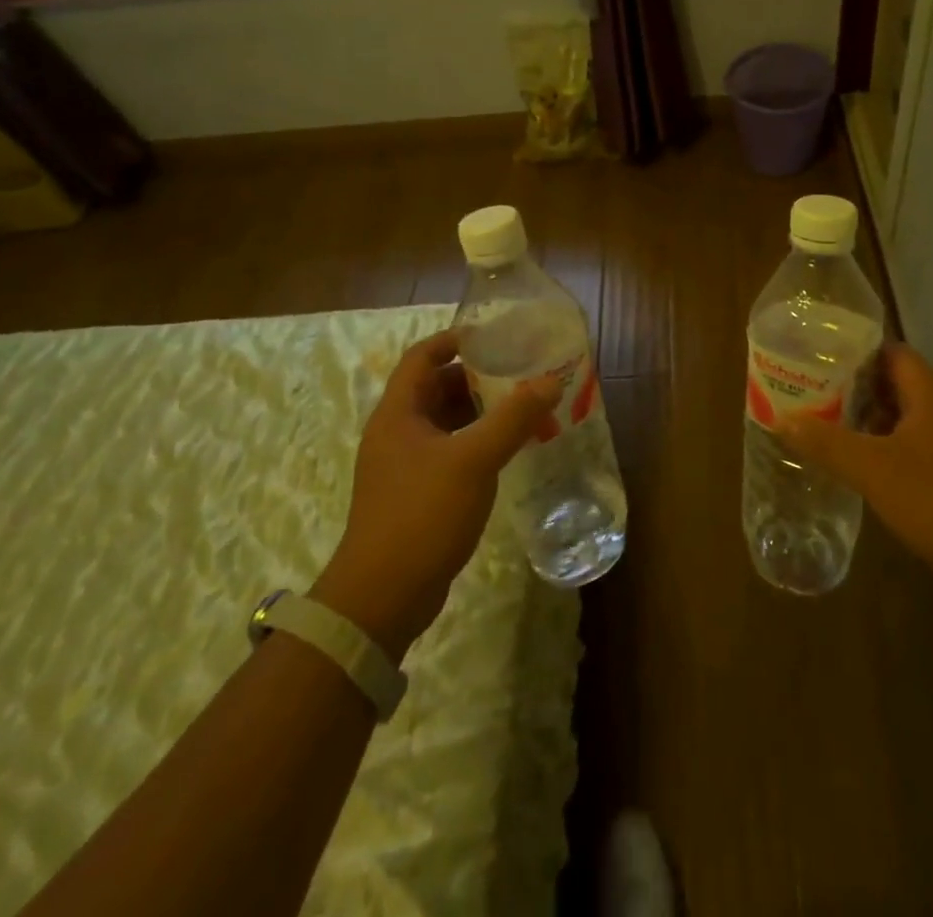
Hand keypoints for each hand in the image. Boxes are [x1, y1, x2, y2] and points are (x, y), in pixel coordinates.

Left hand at [311, 330, 560, 659]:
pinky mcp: (416, 494)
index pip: (422, 357)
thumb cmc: (422, 514)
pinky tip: (507, 449)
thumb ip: (512, 418)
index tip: (493, 335)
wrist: (382, 597)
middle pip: (436, 388)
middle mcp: (397, 432)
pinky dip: (476, 442)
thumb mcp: (472, 460)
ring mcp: (404, 465)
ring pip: (445, 422)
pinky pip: (449, 452)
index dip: (454, 339)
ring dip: (479, 411)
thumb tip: (549, 381)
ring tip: (522, 406)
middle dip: (477, 376)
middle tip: (520, 371)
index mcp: (398, 413)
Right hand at [771, 343, 932, 605]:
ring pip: (902, 420)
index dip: (857, 349)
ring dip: (867, 421)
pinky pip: (911, 451)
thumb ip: (825, 442)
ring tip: (823, 424)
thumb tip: (780, 418)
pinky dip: (882, 451)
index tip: (819, 354)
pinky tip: (857, 466)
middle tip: (811, 390)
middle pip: (895, 385)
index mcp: (929, 396)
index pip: (892, 352)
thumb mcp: (872, 468)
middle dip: (854, 386)